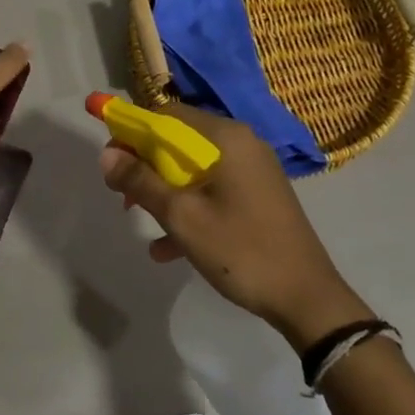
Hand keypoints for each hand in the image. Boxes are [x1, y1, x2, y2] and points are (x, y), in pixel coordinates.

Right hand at [97, 103, 371, 350]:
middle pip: (179, 141)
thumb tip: (106, 155)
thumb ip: (141, 181)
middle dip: (145, 165)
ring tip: (138, 217)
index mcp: (226, 138)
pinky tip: (166, 248)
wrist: (307, 300)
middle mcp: (241, 144)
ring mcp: (253, 171)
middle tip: (122, 194)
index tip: (111, 160)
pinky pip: (212, 190)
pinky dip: (188, 208)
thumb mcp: (181, 216)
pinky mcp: (257, 196)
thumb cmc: (240, 250)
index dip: (132, 132)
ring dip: (163, 190)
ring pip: (193, 169)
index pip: (166, 115)